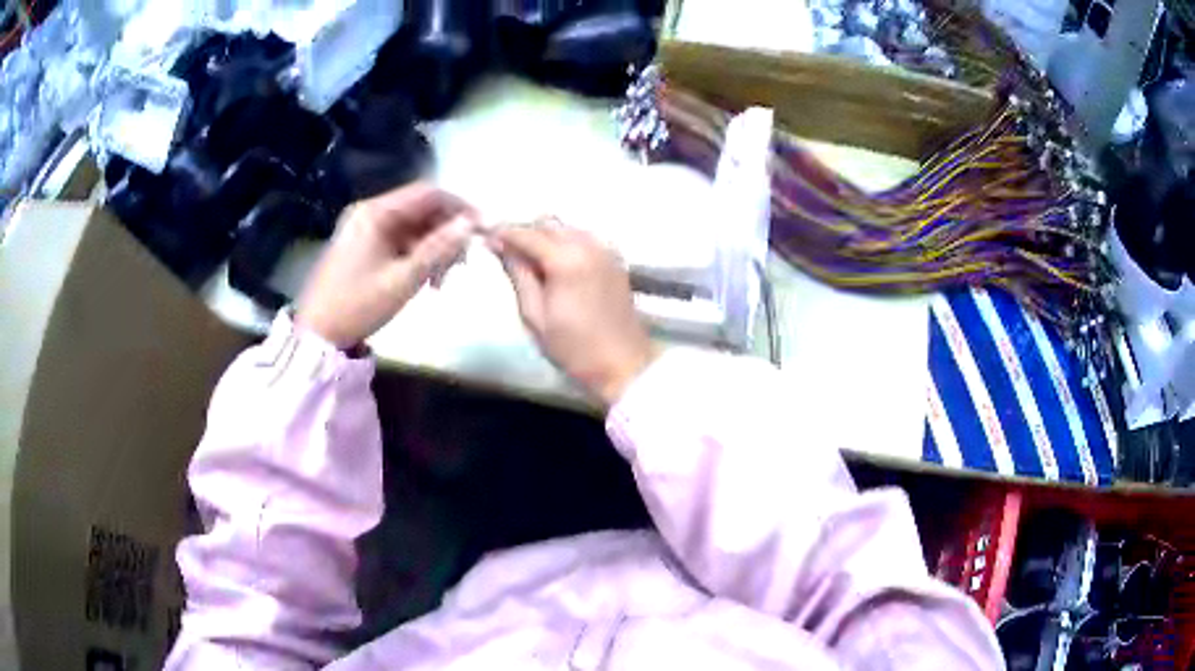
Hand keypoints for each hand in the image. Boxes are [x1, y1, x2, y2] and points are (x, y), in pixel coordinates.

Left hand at [296, 183, 475, 347]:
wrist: (316, 334)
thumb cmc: (358, 305)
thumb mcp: (403, 279)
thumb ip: (439, 248)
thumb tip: (470, 223)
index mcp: (375, 212)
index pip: (428, 194)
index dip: (459, 207)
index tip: (481, 229)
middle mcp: (369, 212)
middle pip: (420, 210)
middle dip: (446, 233)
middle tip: (462, 265)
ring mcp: (363, 229)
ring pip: (411, 228)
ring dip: (433, 249)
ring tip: (441, 282)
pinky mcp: (361, 246)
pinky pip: (398, 241)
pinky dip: (416, 257)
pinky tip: (425, 281)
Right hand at [489, 220, 656, 405]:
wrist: (623, 364)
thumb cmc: (573, 347)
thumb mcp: (534, 315)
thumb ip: (518, 273)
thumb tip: (499, 245)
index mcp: (566, 258)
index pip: (526, 233)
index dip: (502, 233)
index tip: (485, 239)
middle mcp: (588, 244)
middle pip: (547, 224)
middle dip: (524, 232)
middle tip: (505, 251)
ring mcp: (605, 249)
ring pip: (566, 227)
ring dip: (545, 236)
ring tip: (528, 258)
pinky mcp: (614, 258)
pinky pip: (583, 237)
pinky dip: (565, 242)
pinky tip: (555, 262)